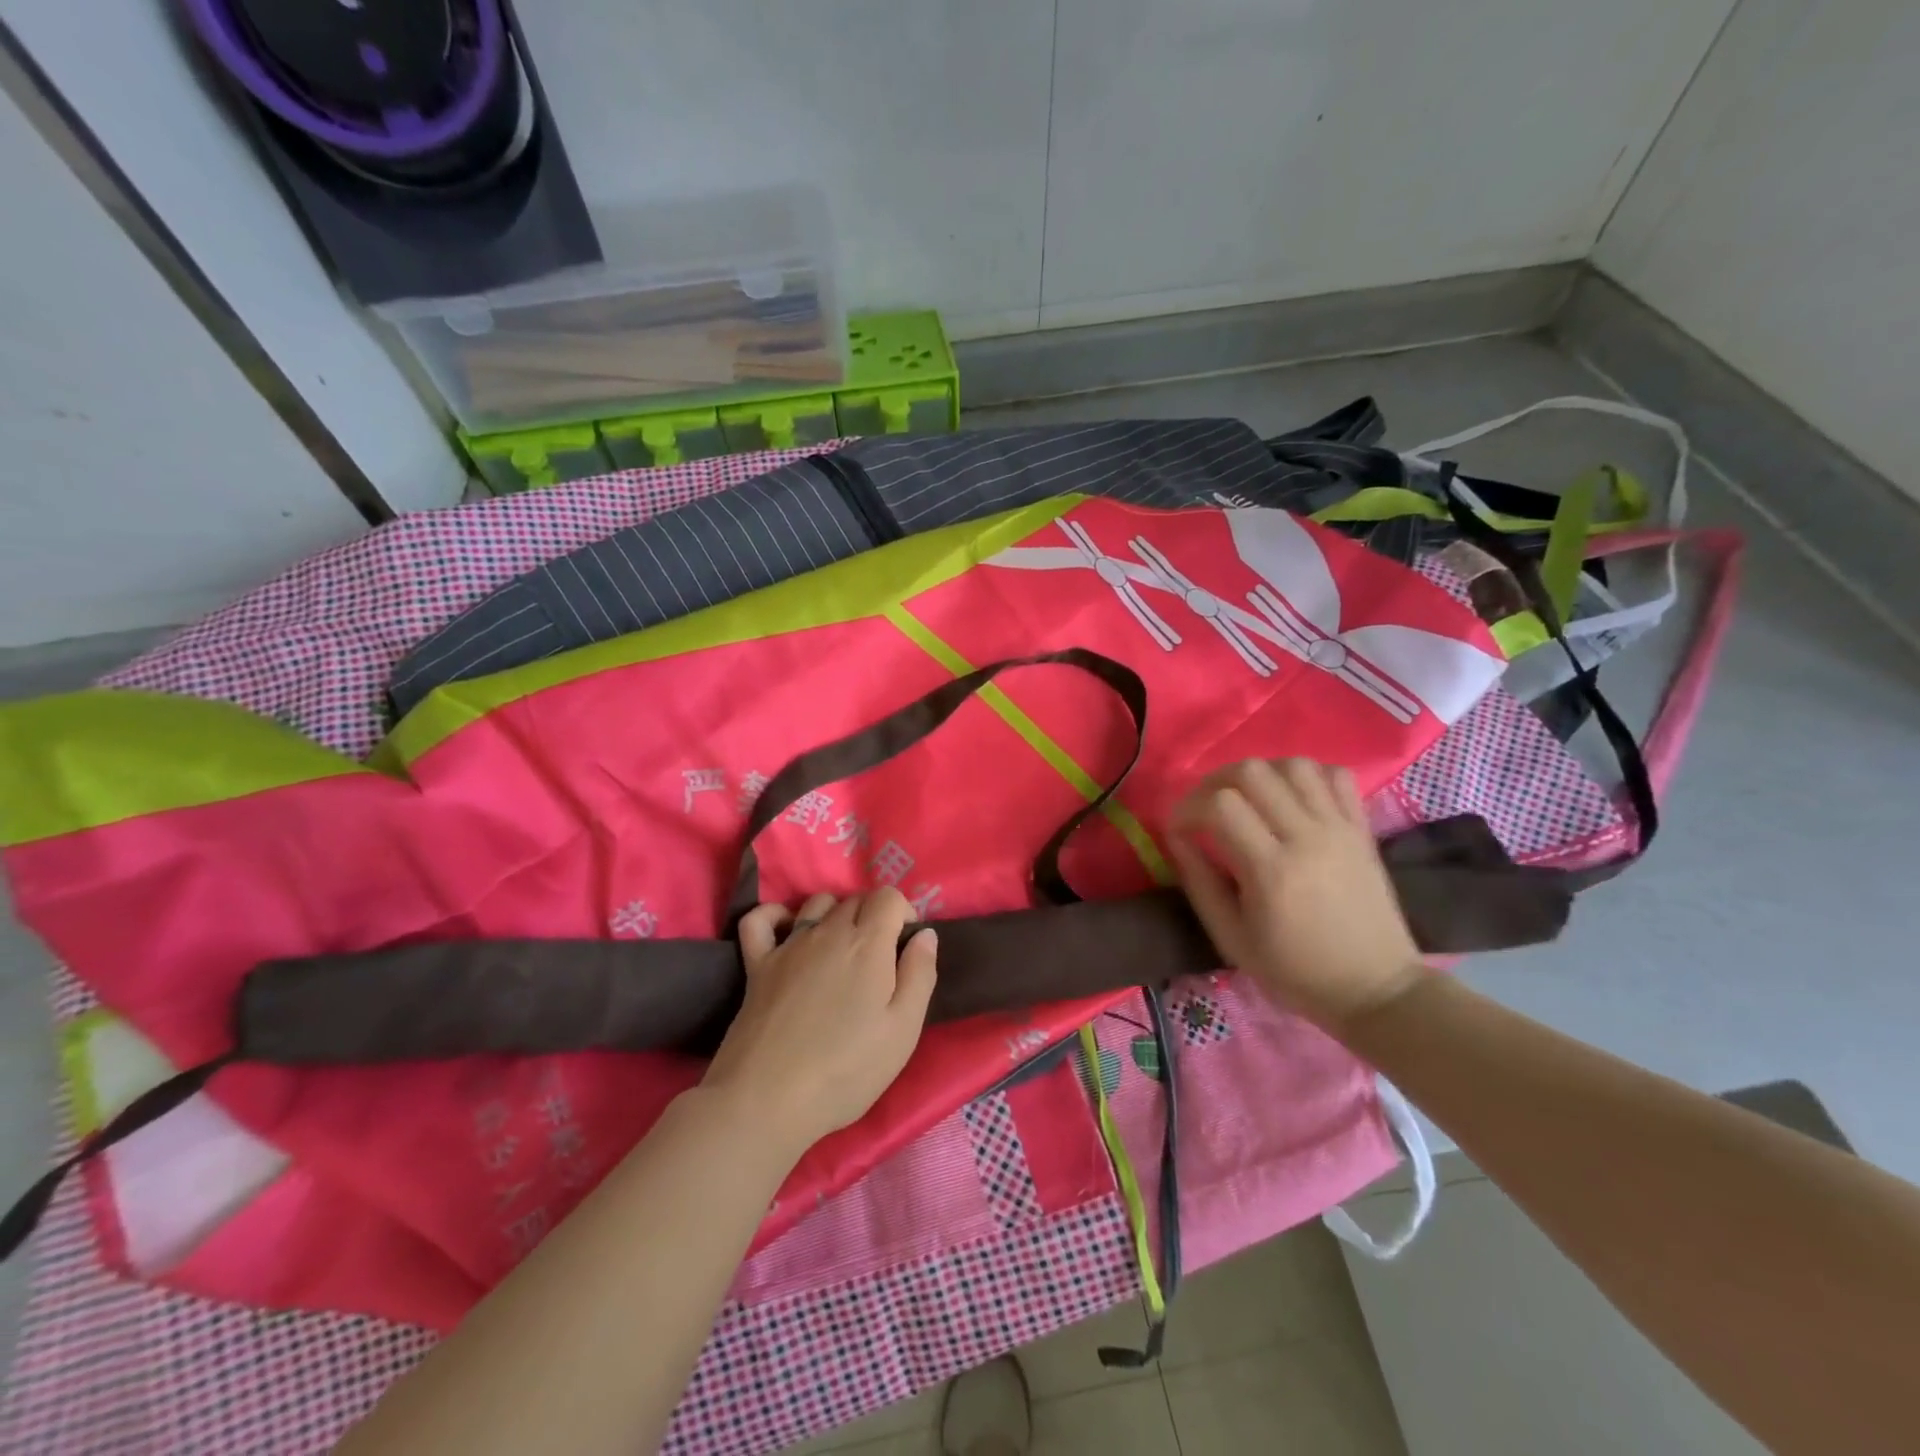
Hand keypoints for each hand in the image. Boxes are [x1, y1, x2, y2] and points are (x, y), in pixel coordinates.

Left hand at [702, 888, 937, 1162]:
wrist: (768, 1100)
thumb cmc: (847, 1069)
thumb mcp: (903, 1030)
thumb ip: (920, 974)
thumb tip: (926, 934)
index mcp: (868, 943)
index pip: (889, 896)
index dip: (903, 913)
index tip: (905, 946)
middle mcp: (828, 932)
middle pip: (855, 899)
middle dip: (873, 916)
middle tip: (878, 960)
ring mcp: (788, 945)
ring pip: (816, 903)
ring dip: (834, 914)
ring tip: (840, 951)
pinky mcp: (757, 964)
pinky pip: (760, 919)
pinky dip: (775, 915)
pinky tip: (786, 933)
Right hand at [1168, 758, 1426, 1032]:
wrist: (1375, 990)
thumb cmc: (1295, 972)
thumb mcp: (1231, 938)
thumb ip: (1199, 882)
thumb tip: (1177, 837)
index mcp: (1271, 870)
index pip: (1219, 805)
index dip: (1187, 808)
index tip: (1178, 830)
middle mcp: (1307, 837)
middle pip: (1252, 771)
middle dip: (1215, 782)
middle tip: (1205, 809)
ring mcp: (1339, 828)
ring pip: (1293, 764)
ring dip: (1259, 773)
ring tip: (1246, 799)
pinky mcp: (1361, 829)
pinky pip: (1336, 776)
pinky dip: (1306, 775)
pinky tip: (1289, 797)